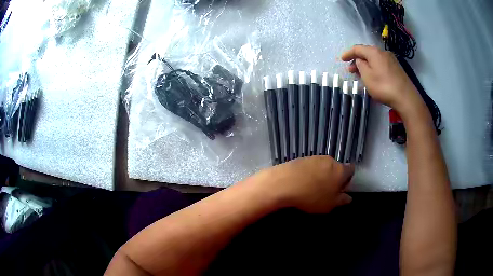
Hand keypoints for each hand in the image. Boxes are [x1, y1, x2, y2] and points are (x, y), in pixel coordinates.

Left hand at [256, 156, 353, 213]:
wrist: (284, 183)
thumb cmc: (312, 197)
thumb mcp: (330, 204)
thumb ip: (342, 200)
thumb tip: (349, 198)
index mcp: (340, 170)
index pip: (351, 170)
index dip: (348, 178)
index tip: (341, 187)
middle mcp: (330, 160)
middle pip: (336, 167)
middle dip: (333, 177)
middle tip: (326, 190)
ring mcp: (314, 158)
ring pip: (323, 166)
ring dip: (321, 175)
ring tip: (312, 187)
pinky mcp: (301, 158)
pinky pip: (310, 166)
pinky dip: (309, 173)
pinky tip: (301, 183)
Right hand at [341, 45, 421, 113]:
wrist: (406, 97)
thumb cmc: (384, 87)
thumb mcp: (367, 77)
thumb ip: (360, 66)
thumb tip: (360, 60)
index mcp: (374, 52)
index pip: (357, 48)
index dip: (348, 53)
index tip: (342, 59)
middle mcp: (383, 52)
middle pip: (367, 52)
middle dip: (357, 60)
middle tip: (350, 69)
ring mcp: (391, 59)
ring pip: (374, 59)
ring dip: (366, 64)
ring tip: (361, 73)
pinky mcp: (396, 68)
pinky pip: (381, 64)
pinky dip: (374, 67)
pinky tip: (373, 75)